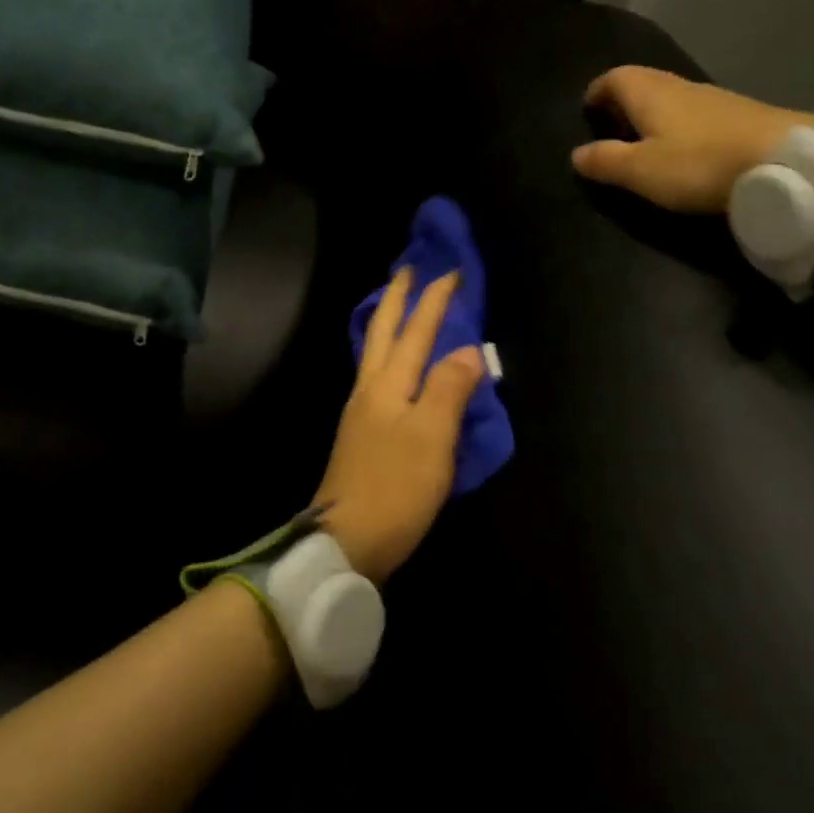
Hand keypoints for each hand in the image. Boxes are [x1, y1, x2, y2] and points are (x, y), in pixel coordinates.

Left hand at [313, 269, 484, 583]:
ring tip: (400, 307)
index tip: (452, 272)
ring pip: (376, 352)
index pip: (417, 330)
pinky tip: (393, 365)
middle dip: (397, 298)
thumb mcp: (432, 438)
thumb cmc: (395, 488)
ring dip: (389, 323)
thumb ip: (449, 388)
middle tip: (408, 270)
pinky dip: (388, 354)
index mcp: (389, 384)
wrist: (345, 542)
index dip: (435, 300)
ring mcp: (361, 412)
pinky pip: (378, 376)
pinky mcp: (362, 435)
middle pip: (384, 332)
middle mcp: (370, 389)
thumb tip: (468, 349)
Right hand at [571, 65, 811, 215]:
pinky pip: (696, 112)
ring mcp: (713, 98)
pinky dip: (681, 125)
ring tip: (646, 142)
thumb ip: (605, 161)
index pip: (613, 78)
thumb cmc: (700, 163)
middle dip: (623, 101)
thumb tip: (576, 154)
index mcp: (649, 92)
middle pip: (643, 82)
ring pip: (671, 97)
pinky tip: (687, 149)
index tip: (588, 111)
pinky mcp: (740, 115)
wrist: (785, 160)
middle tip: (612, 128)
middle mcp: (678, 86)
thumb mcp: (641, 170)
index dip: (597, 92)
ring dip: (654, 113)